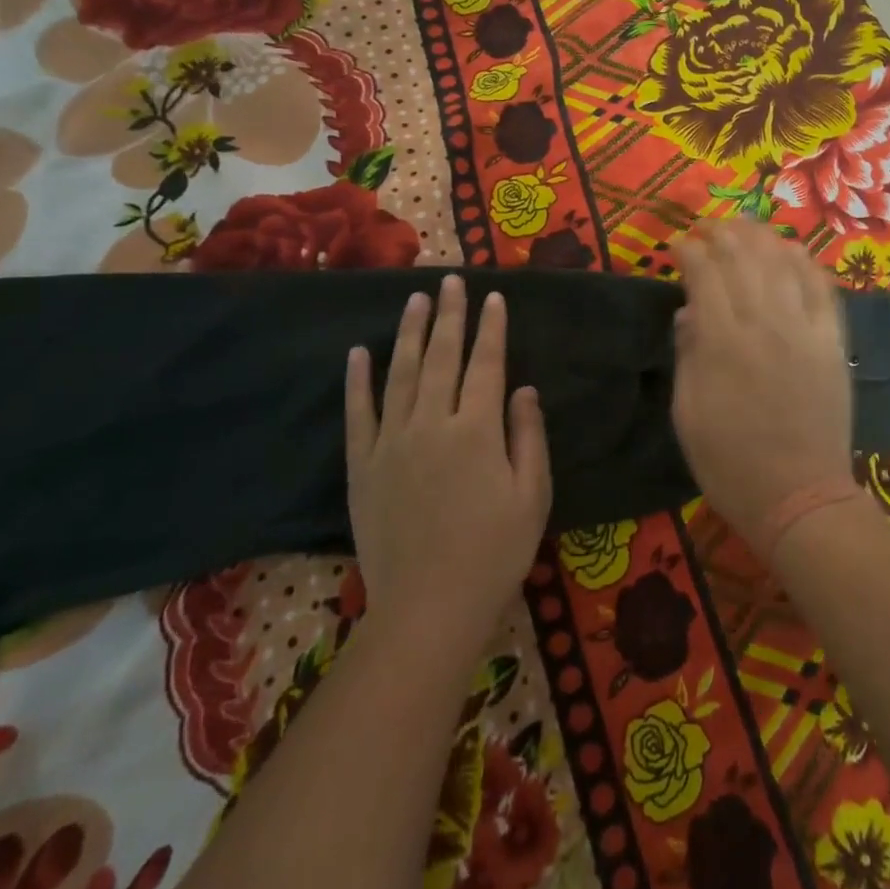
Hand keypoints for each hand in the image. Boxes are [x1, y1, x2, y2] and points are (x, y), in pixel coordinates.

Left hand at [346, 275, 552, 648]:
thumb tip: (523, 388)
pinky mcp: (362, 466)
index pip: (486, 364)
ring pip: (399, 374)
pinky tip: (358, 352)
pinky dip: (357, 380)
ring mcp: (391, 443)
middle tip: (449, 280)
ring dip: (407, 333)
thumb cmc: (495, 553)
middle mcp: (432, 424)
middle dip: (448, 315)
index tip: (493, 297)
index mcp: (477, 430)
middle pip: (440, 357)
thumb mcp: (532, 496)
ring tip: (413, 299)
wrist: (428, 608)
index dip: (491, 328)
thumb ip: (528, 436)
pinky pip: (358, 413)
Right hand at [671, 220, 854, 547]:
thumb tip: (688, 312)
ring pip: (784, 263)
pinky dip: (806, 263)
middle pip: (744, 258)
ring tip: (746, 227)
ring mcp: (805, 331)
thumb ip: (687, 355)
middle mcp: (765, 324)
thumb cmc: (730, 463)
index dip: (689, 251)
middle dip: (723, 233)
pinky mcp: (833, 343)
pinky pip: (823, 289)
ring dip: (763, 237)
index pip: (704, 274)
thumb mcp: (687, 414)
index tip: (677, 244)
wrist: (800, 497)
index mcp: (722, 343)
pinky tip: (793, 251)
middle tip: (708, 227)